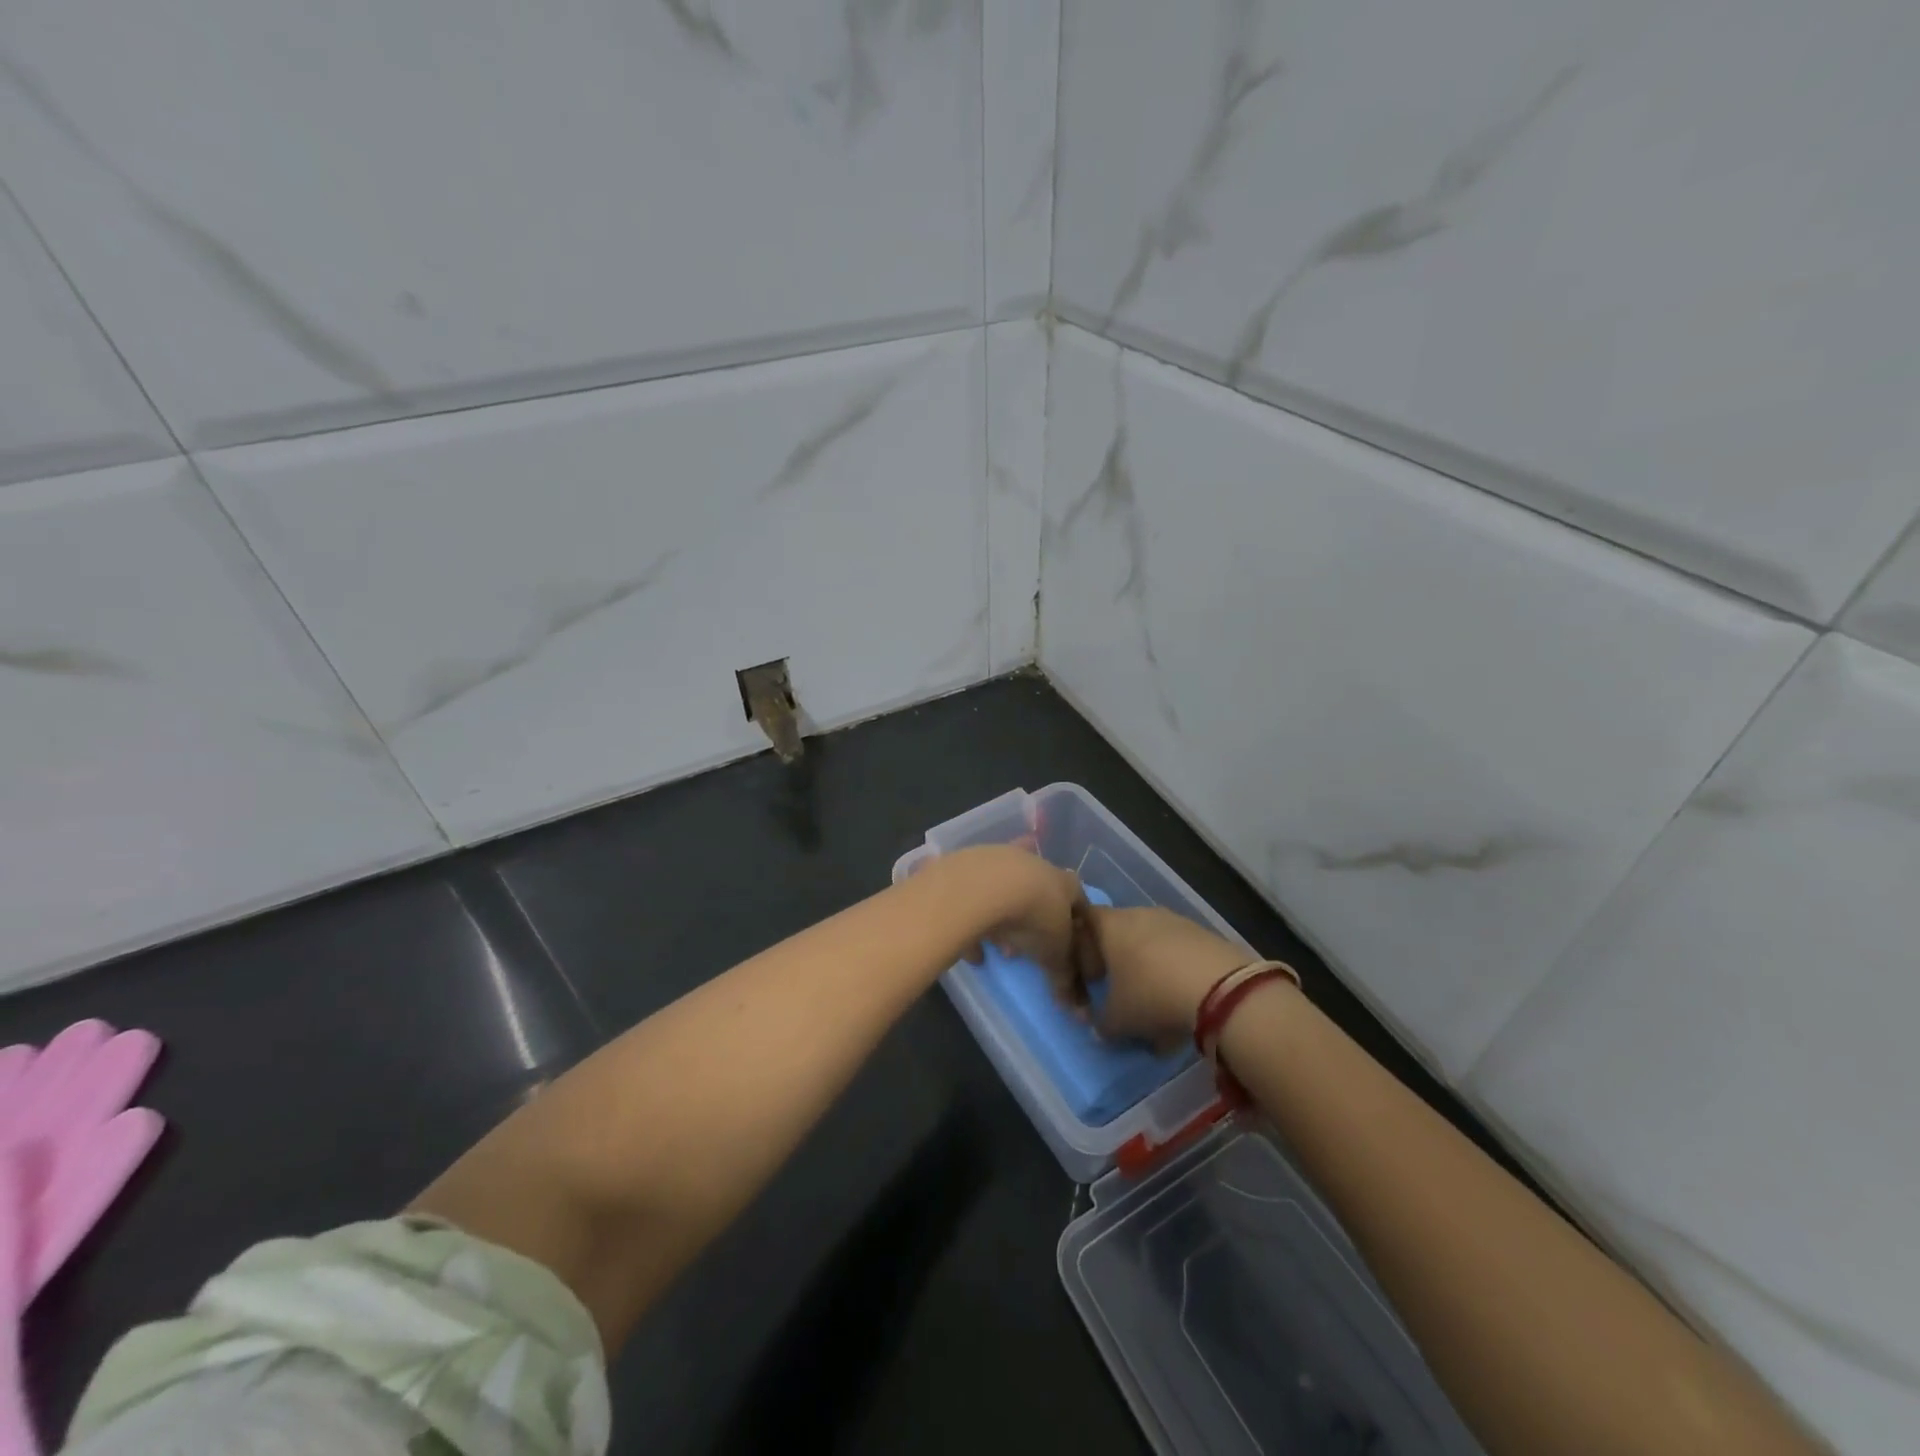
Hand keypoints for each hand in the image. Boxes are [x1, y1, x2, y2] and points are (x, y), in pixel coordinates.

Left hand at [932, 844, 1092, 987]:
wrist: (984, 886)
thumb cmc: (1033, 918)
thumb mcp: (1055, 953)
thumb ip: (1065, 976)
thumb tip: (1076, 1006)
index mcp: (1063, 882)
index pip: (1079, 899)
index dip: (1077, 923)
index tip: (1071, 944)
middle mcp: (1034, 864)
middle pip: (1040, 894)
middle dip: (1036, 923)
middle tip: (1031, 949)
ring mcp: (1000, 861)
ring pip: (1006, 894)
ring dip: (1005, 921)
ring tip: (1001, 949)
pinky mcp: (969, 866)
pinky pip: (974, 898)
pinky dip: (974, 920)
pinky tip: (972, 950)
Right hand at [1079, 906, 1250, 1049]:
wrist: (1221, 989)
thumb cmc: (1152, 995)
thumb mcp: (1118, 1020)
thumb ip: (1102, 1024)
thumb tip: (1101, 1029)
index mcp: (1111, 924)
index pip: (1084, 923)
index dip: (1083, 950)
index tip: (1092, 978)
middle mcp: (1140, 914)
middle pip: (1121, 934)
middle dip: (1121, 965)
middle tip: (1124, 996)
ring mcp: (1176, 921)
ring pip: (1153, 946)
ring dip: (1151, 973)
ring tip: (1160, 1009)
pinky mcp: (1204, 934)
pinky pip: (1180, 953)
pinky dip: (1177, 975)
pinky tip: (1186, 1005)